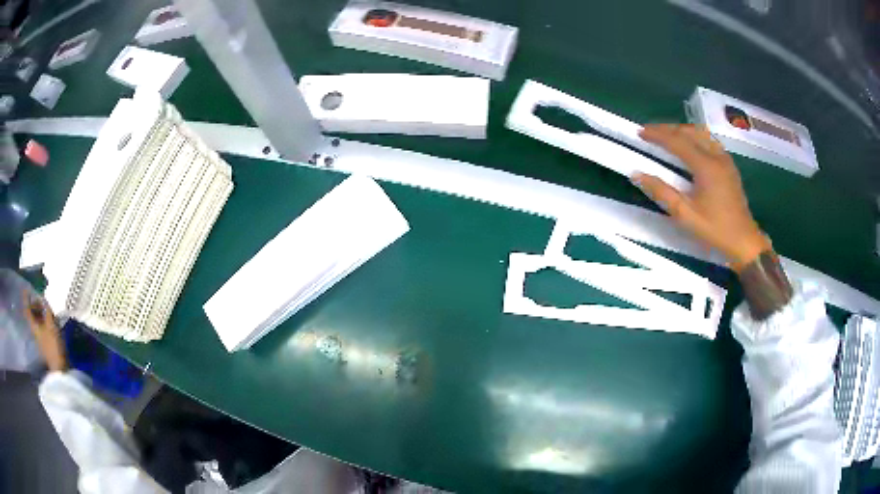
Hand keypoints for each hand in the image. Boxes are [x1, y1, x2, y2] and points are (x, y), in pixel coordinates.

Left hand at [22, 290, 67, 371]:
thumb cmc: (53, 345)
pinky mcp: (45, 343)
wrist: (60, 369)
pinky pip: (41, 326)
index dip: (26, 298)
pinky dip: (43, 319)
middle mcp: (34, 330)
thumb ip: (46, 310)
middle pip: (31, 314)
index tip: (26, 288)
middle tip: (38, 296)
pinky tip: (48, 319)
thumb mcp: (51, 324)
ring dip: (39, 312)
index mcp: (33, 325)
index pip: (27, 309)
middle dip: (33, 304)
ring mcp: (40, 337)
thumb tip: (42, 297)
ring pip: (36, 320)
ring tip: (44, 306)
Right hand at [633, 124, 770, 269]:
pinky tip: (688, 145)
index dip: (657, 135)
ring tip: (666, 135)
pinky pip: (709, 141)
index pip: (677, 142)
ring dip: (681, 130)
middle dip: (668, 129)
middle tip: (650, 132)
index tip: (640, 132)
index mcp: (706, 166)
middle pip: (689, 132)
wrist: (744, 241)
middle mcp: (716, 156)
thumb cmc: (715, 229)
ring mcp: (725, 159)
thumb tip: (637, 174)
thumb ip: (662, 192)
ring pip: (701, 133)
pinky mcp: (729, 165)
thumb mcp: (685, 215)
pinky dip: (694, 137)